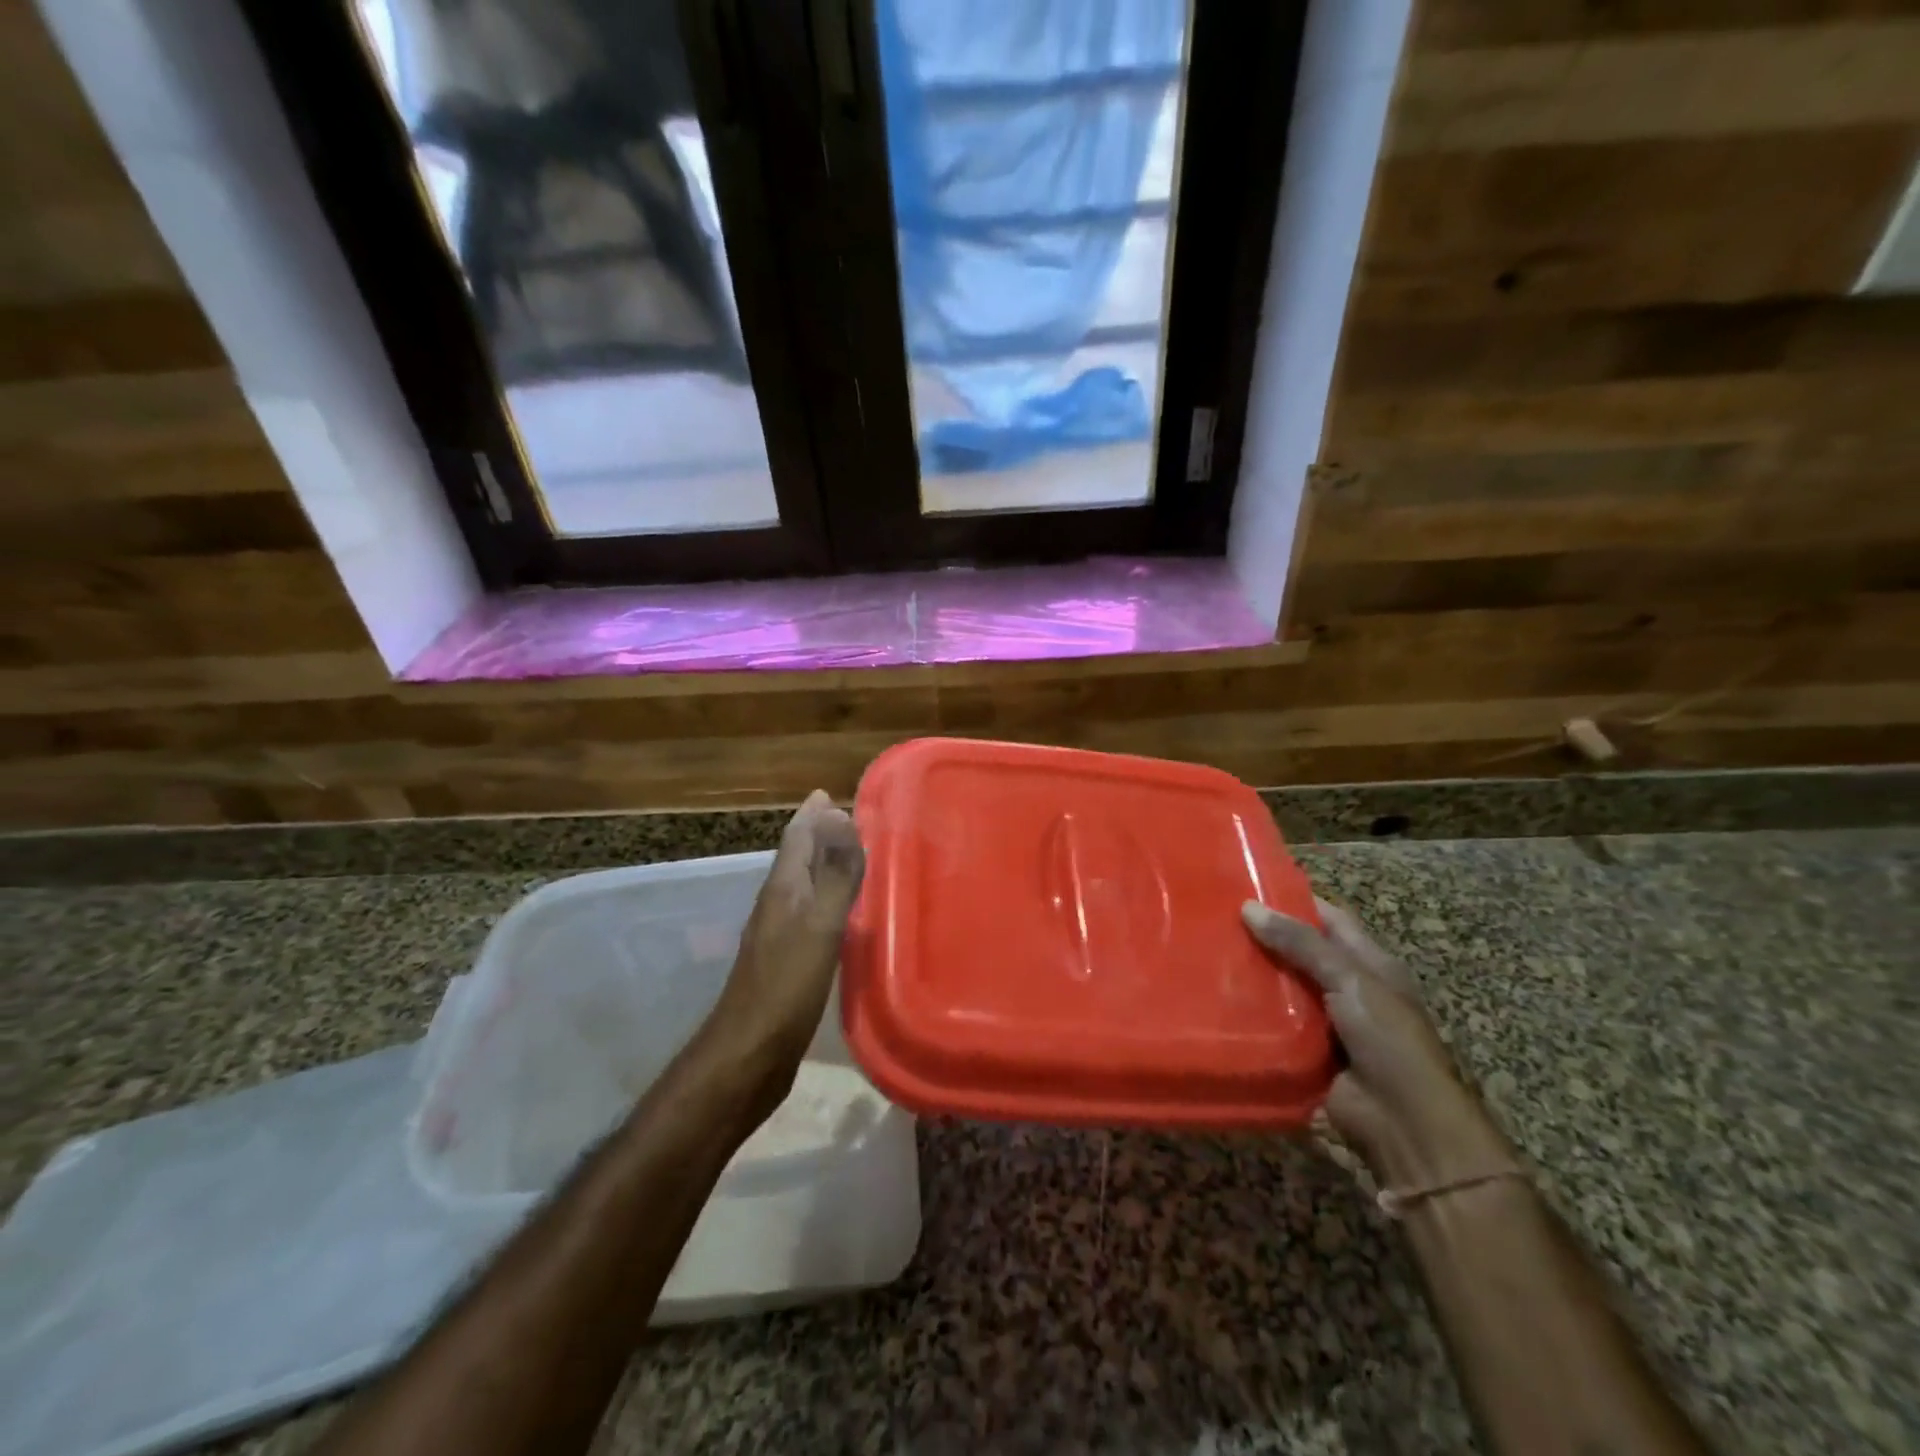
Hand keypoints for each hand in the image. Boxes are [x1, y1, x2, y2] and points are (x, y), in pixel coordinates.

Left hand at [702, 791, 864, 1113]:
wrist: (749, 1056)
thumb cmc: (786, 987)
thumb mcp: (818, 926)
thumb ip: (834, 874)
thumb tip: (840, 816)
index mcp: (783, 890)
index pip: (797, 839)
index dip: (812, 815)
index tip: (827, 793)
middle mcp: (778, 905)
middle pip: (797, 858)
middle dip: (818, 835)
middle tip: (844, 817)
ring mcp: (780, 936)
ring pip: (803, 886)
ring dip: (822, 865)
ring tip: (848, 855)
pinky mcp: (788, 963)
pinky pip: (810, 915)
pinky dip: (826, 900)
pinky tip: (841, 913)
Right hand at [1242, 897, 1510, 1188]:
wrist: (1404, 1123)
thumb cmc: (1389, 1040)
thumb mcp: (1350, 980)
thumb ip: (1301, 944)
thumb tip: (1248, 908)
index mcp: (1369, 963)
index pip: (1328, 918)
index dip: (1293, 900)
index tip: (1247, 885)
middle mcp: (1347, 987)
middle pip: (1299, 952)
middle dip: (1263, 936)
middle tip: (1213, 918)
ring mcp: (1326, 1021)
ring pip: (1282, 986)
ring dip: (1252, 974)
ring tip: (1205, 950)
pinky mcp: (1305, 1051)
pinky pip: (1273, 1023)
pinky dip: (1250, 1011)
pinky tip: (1214, 996)